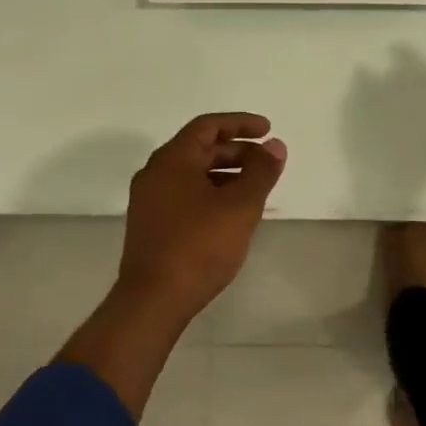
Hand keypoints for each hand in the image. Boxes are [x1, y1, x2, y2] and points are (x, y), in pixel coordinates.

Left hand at [119, 112, 287, 321]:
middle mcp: (156, 174)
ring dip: (227, 173)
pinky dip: (212, 192)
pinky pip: (186, 194)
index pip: (208, 126)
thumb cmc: (199, 246)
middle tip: (267, 162)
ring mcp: (150, 201)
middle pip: (200, 148)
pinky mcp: (151, 225)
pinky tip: (233, 212)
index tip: (268, 130)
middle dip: (237, 151)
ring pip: (194, 173)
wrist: (152, 302)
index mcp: (172, 160)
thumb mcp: (240, 206)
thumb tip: (275, 146)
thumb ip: (261, 171)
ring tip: (256, 188)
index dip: (241, 123)